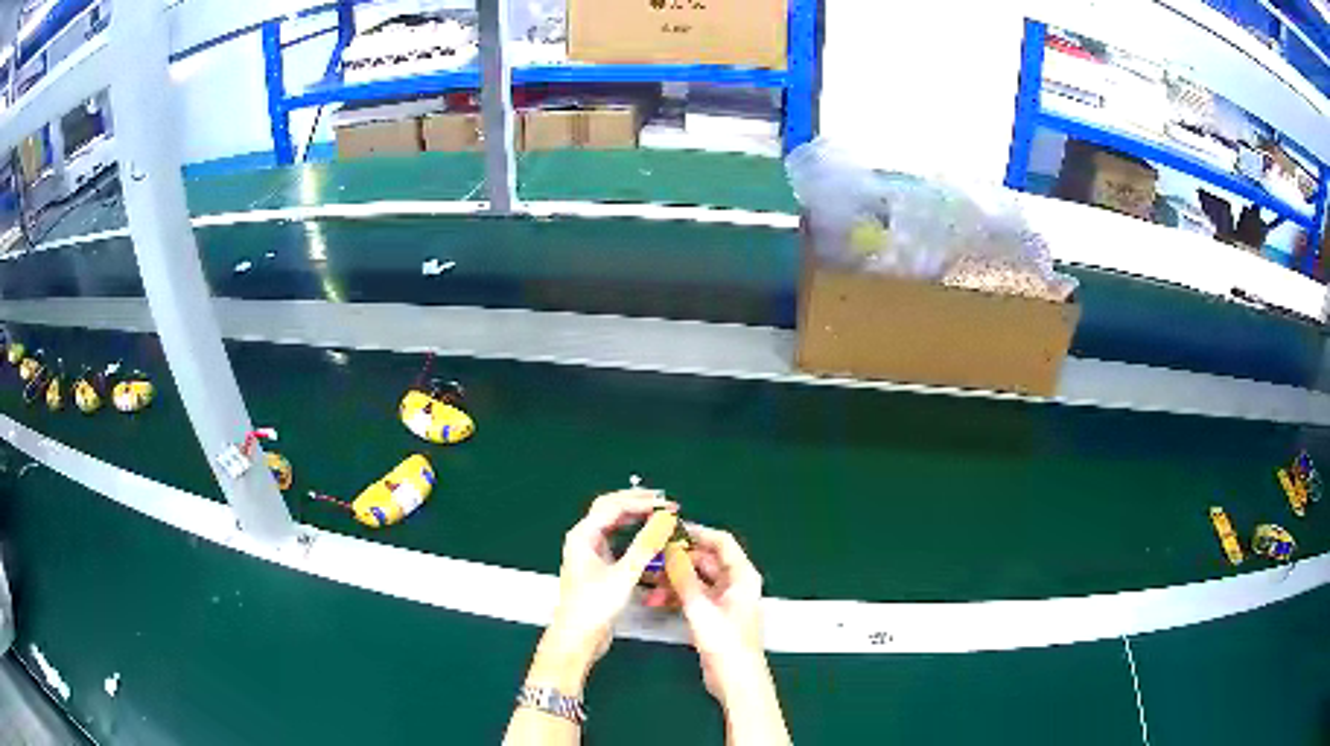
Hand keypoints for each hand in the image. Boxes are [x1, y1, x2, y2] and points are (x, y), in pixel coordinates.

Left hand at [527, 489, 677, 693]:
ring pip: (613, 523)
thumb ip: (645, 546)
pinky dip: (633, 533)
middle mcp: (584, 538)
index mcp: (583, 535)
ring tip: (659, 514)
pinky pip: (616, 539)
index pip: (614, 505)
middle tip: (664, 501)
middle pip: (610, 508)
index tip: (668, 506)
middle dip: (637, 502)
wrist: (578, 636)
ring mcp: (590, 552)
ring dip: (635, 516)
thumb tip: (663, 520)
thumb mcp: (624, 575)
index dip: (642, 502)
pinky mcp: (598, 565)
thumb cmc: (595, 606)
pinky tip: (647, 536)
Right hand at [657, 525, 766, 705]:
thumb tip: (672, 549)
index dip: (696, 533)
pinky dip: (675, 596)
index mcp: (742, 576)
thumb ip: (684, 576)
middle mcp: (735, 584)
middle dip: (678, 559)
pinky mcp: (712, 616)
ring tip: (648, 582)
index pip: (721, 542)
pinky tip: (656, 600)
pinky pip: (692, 596)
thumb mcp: (700, 607)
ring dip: (672, 580)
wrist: (734, 679)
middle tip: (652, 557)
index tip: (671, 530)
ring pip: (695, 579)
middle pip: (705, 560)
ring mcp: (723, 600)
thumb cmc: (725, 642)